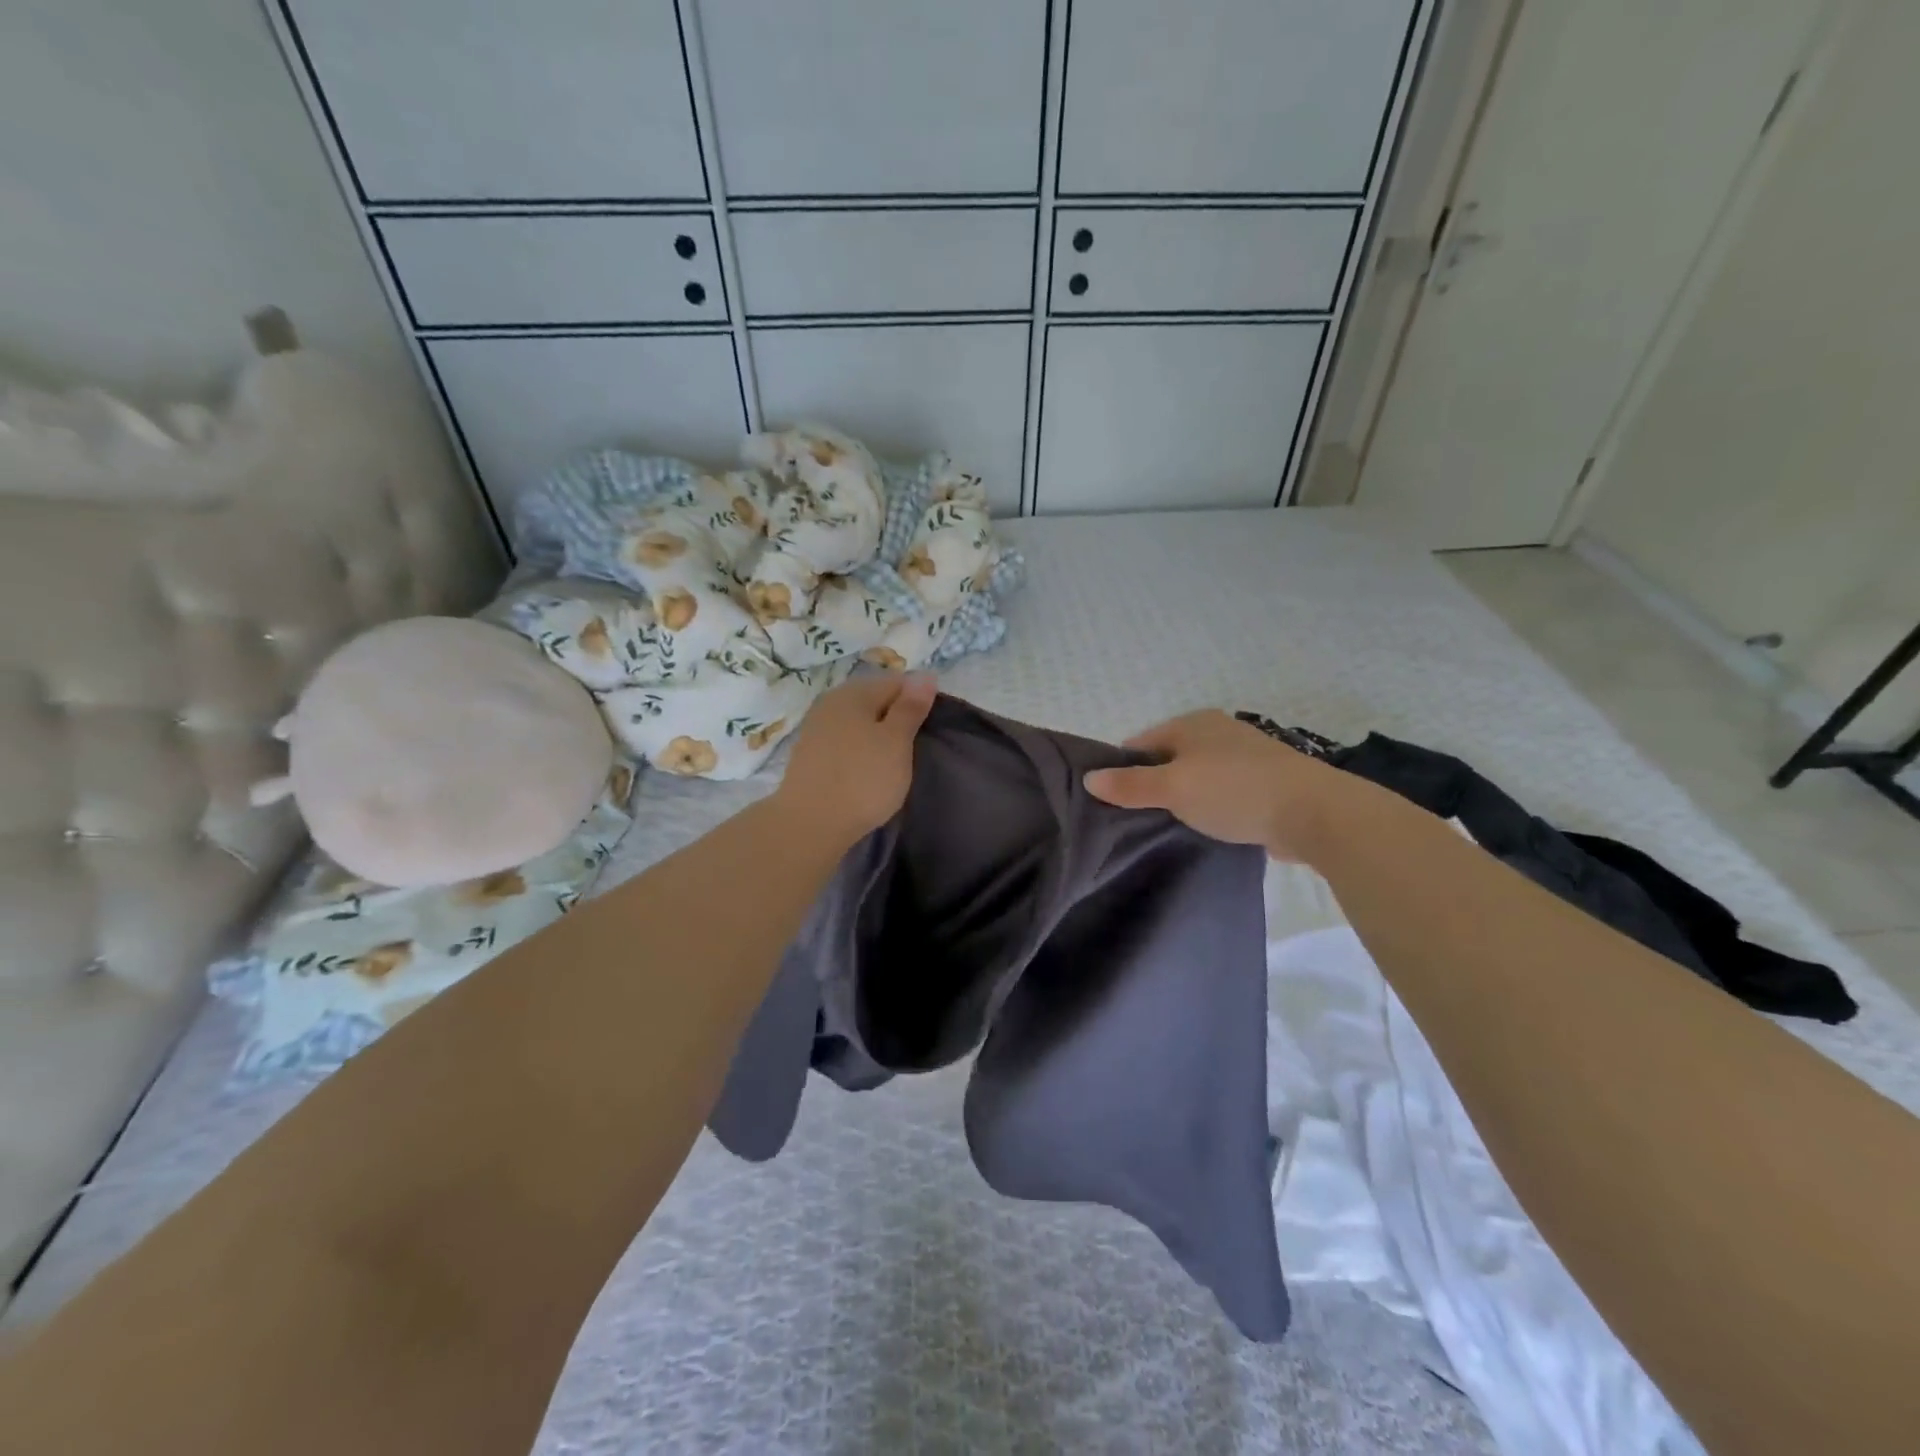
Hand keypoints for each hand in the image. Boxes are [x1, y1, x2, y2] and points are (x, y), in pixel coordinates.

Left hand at [776, 672, 937, 847]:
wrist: (809, 824)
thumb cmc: (862, 779)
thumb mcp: (896, 741)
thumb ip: (911, 707)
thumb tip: (925, 675)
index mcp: (854, 692)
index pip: (897, 682)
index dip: (920, 700)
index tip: (931, 728)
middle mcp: (831, 702)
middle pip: (875, 700)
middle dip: (897, 718)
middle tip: (916, 747)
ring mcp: (816, 728)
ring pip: (858, 722)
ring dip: (878, 736)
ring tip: (894, 762)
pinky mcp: (809, 755)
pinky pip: (844, 742)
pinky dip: (860, 751)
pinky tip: (868, 771)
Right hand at [1084, 710, 1341, 860]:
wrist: (1314, 812)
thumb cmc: (1234, 790)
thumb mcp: (1173, 788)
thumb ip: (1130, 785)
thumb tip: (1089, 778)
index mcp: (1192, 723)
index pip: (1140, 743)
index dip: (1121, 770)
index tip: (1111, 802)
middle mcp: (1217, 732)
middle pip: (1167, 759)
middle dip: (1151, 786)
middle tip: (1134, 820)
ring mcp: (1243, 756)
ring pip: (1195, 778)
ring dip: (1182, 800)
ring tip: (1166, 828)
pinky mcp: (1264, 783)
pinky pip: (1221, 793)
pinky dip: (1209, 808)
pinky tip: (1204, 829)